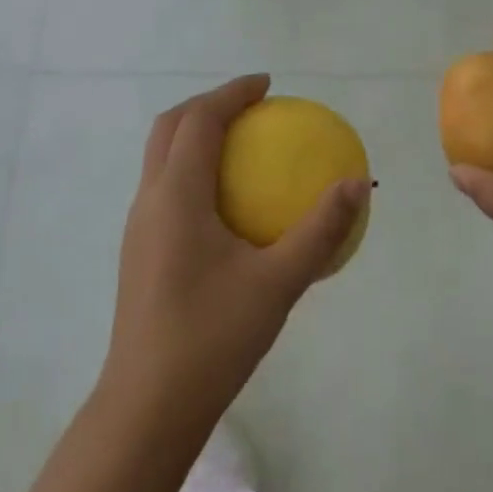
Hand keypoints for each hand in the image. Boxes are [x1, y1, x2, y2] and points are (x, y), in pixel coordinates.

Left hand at [101, 75, 370, 433]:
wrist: (148, 405)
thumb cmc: (213, 337)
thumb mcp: (278, 283)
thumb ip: (320, 231)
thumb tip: (354, 183)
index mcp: (176, 194)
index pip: (199, 120)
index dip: (231, 93)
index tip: (266, 86)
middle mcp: (150, 199)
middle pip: (169, 127)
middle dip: (207, 105)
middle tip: (251, 108)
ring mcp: (138, 226)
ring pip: (160, 156)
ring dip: (194, 135)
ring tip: (239, 145)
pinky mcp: (139, 250)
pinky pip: (164, 186)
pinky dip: (191, 169)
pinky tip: (226, 203)